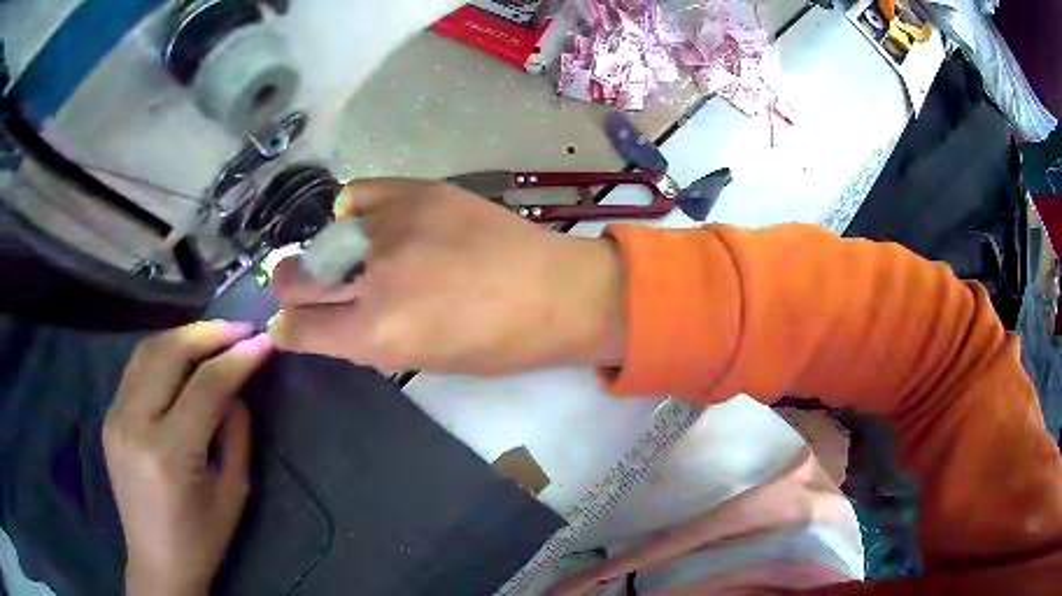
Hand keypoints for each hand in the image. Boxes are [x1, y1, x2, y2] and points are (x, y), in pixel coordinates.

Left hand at [103, 322, 273, 595]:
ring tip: (214, 335)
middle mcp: (134, 425)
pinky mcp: (109, 416)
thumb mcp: (232, 493)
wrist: (156, 561)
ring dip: (183, 336)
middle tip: (240, 328)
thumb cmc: (201, 539)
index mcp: (169, 454)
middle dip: (208, 333)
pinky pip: (136, 368)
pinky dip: (163, 352)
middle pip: (168, 354)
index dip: (237, 359)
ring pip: (147, 351)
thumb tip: (235, 388)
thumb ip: (235, 434)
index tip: (264, 342)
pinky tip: (183, 355)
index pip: (204, 387)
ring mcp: (115, 416)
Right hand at [268, 178, 625, 374]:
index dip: (287, 328)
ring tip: (346, 258)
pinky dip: (353, 211)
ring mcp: (393, 226)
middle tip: (295, 288)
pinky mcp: (416, 192)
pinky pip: (358, 194)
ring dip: (326, 253)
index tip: (286, 325)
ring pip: (325, 236)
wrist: (555, 291)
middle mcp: (373, 277)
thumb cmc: (497, 344)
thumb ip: (367, 340)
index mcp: (376, 332)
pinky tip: (364, 223)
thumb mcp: (422, 361)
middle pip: (298, 278)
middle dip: (290, 288)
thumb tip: (327, 323)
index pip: (300, 328)